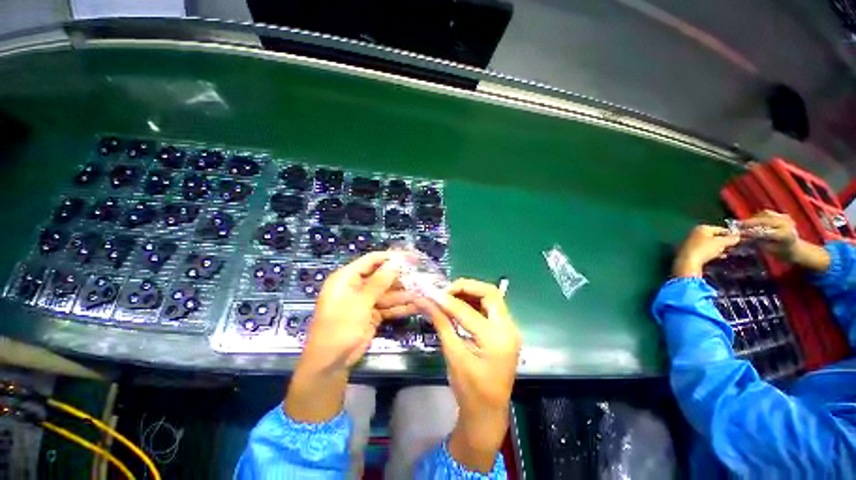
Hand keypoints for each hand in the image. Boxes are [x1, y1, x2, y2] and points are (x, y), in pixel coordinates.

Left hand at [286, 252, 411, 422]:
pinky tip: (417, 304)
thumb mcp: (359, 303)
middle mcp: (357, 286)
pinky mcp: (373, 313)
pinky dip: (401, 306)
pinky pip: (389, 306)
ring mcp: (366, 301)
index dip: (391, 257)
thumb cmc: (339, 328)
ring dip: (404, 293)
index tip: (410, 257)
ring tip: (424, 290)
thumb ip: (378, 282)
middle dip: (401, 277)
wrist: (330, 363)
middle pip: (382, 276)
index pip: (372, 260)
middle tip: (421, 275)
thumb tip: (395, 263)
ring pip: (388, 292)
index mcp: (347, 278)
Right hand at [416, 279, 521, 472]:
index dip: (447, 299)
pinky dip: (475, 301)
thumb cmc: (469, 390)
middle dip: (465, 287)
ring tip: (450, 296)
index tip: (430, 294)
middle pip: (489, 293)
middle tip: (445, 292)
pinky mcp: (506, 330)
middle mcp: (509, 329)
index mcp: (496, 340)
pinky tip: (461, 305)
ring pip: (491, 297)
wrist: (488, 412)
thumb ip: (441, 323)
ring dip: (470, 292)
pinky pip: (491, 307)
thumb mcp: (453, 355)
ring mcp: (510, 329)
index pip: (468, 310)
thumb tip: (425, 301)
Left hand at [673, 225, 739, 276]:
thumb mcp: (721, 243)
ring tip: (728, 253)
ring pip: (709, 244)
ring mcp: (691, 242)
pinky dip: (713, 253)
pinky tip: (720, 257)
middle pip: (714, 237)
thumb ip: (731, 239)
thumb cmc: (705, 249)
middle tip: (734, 247)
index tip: (739, 239)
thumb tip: (738, 236)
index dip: (730, 234)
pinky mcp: (689, 251)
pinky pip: (704, 250)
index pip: (720, 229)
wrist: (687, 261)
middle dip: (725, 242)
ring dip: (719, 248)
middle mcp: (694, 233)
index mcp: (701, 228)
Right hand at [739, 210, 798, 257]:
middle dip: (750, 223)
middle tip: (737, 226)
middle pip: (765, 220)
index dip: (751, 232)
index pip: (765, 232)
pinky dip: (758, 216)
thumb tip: (743, 237)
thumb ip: (758, 242)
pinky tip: (753, 221)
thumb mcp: (769, 250)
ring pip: (765, 214)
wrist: (795, 248)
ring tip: (744, 223)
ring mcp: (785, 218)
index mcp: (785, 235)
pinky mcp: (782, 215)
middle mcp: (786, 224)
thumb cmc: (781, 252)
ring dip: (753, 218)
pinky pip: (767, 213)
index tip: (739, 233)